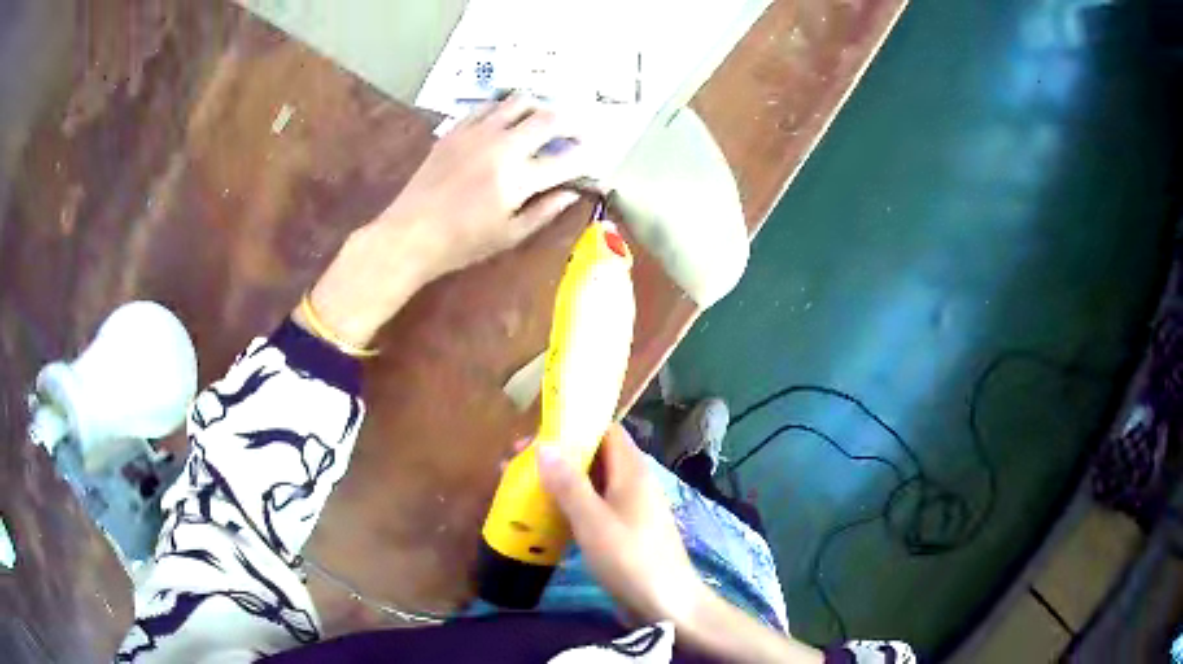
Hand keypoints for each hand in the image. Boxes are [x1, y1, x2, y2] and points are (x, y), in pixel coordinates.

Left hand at [380, 93, 588, 278]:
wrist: (411, 232)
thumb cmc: (462, 243)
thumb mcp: (509, 236)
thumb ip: (545, 211)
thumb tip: (572, 193)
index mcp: (518, 179)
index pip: (565, 160)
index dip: (584, 158)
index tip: (590, 159)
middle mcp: (502, 146)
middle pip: (548, 118)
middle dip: (569, 124)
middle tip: (574, 134)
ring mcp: (477, 133)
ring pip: (519, 101)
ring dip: (539, 108)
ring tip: (541, 121)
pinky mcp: (457, 129)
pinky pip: (488, 106)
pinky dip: (505, 109)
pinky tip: (506, 120)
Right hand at [538, 426, 823, 662]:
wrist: (669, 603)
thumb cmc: (631, 559)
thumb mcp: (594, 522)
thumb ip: (569, 484)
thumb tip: (544, 445)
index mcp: (632, 470)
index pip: (604, 430)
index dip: (571, 428)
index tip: (535, 437)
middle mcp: (634, 482)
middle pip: (595, 456)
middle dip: (558, 457)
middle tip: (517, 466)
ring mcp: (632, 508)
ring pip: (593, 483)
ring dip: (561, 483)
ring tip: (524, 490)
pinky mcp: (627, 530)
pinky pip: (596, 507)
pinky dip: (572, 506)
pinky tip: (548, 519)